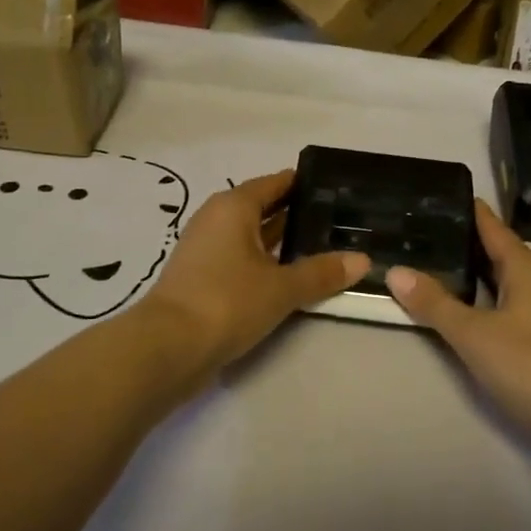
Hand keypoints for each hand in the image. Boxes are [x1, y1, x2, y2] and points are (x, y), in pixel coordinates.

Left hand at [140, 170, 368, 383]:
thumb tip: (363, 260)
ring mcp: (207, 249)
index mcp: (234, 206)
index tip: (337, 188)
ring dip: (283, 241)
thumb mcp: (282, 287)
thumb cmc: (226, 301)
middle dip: (298, 213)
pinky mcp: (203, 277)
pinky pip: (243, 258)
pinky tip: (292, 275)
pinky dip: (266, 262)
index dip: (305, 184)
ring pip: (253, 235)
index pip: (276, 183)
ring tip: (324, 246)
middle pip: (264, 207)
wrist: (167, 348)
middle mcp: (218, 219)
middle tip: (340, 219)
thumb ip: (322, 272)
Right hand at [388, 202, 530, 429]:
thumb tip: (395, 270)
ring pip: (498, 279)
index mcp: (524, 266)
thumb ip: (434, 302)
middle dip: (460, 241)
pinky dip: (478, 299)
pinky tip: (457, 309)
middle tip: (418, 230)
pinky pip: (502, 304)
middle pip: (494, 250)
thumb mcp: (473, 332)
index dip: (465, 209)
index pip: (490, 225)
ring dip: (468, 273)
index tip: (434, 195)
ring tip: (429, 265)